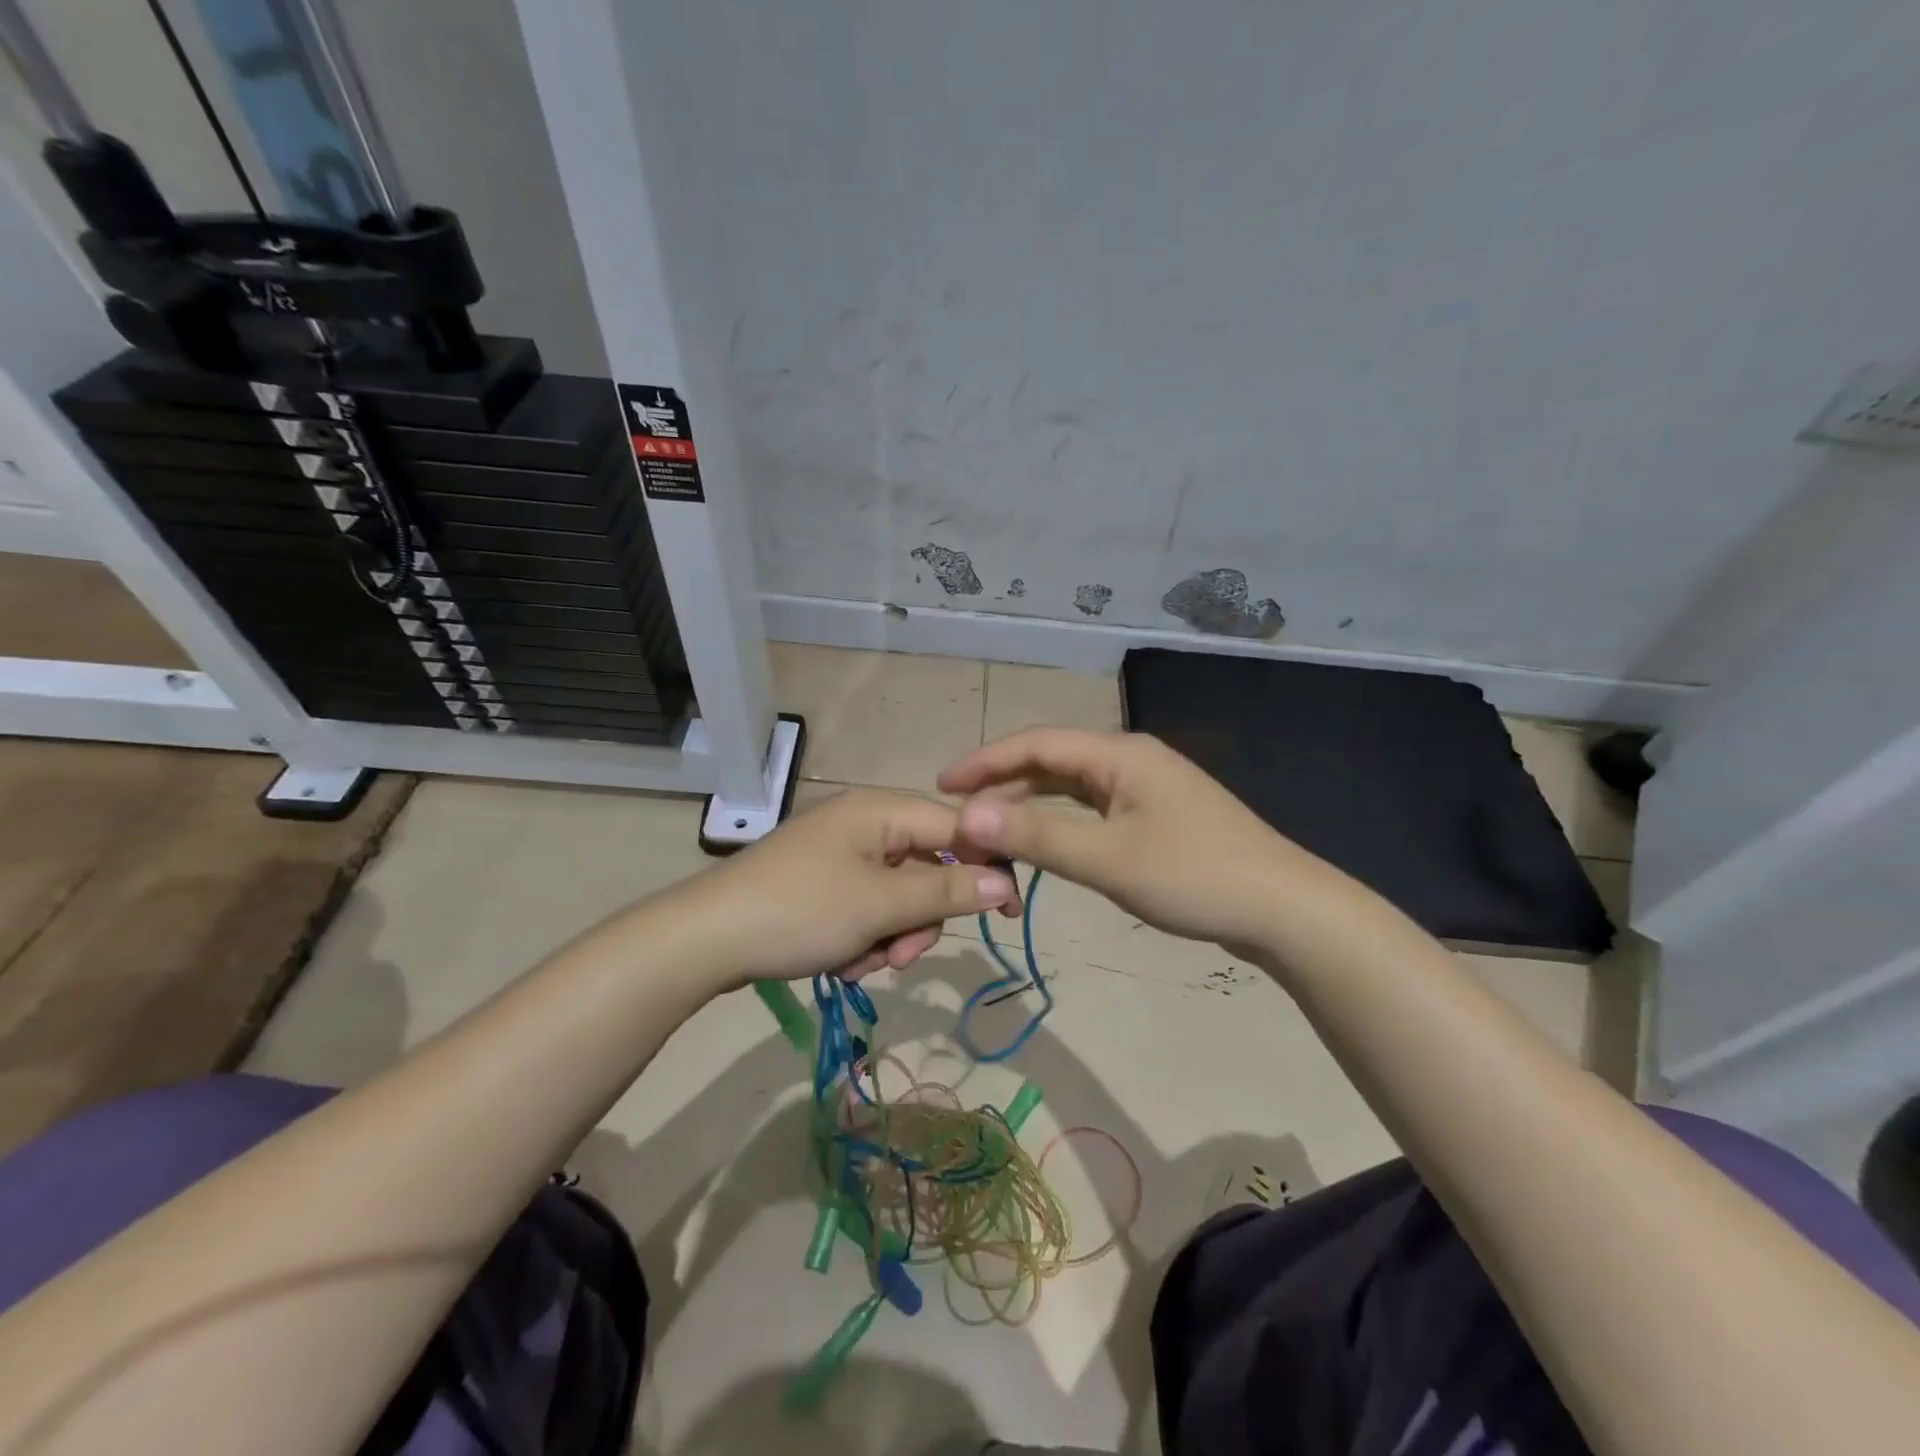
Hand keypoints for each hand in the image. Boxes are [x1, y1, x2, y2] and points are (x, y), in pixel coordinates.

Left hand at [671, 787, 1015, 986]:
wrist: (706, 939)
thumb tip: (1006, 882)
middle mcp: (864, 824)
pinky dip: (862, 939)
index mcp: (881, 810)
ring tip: (859, 962)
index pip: (957, 828)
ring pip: (898, 898)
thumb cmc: (801, 910)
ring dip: (890, 936)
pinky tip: (837, 961)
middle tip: (900, 954)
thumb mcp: (881, 905)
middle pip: (927, 869)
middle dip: (919, 919)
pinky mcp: (822, 884)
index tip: (1011, 912)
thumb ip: (948, 892)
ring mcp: (840, 855)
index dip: (989, 865)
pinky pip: (866, 909)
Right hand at [938, 728, 1293, 947]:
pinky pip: (1092, 810)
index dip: (985, 762)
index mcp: (1119, 754)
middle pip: (1051, 762)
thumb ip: (1037, 836)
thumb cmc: (1194, 876)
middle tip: (962, 821)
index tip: (942, 786)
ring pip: (1071, 788)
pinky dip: (1059, 824)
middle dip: (1003, 788)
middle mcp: (1130, 759)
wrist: (1284, 909)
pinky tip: (1043, 842)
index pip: (1036, 744)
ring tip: (990, 833)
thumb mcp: (1108, 859)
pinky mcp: (1156, 816)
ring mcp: (1146, 788)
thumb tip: (967, 817)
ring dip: (1029, 807)